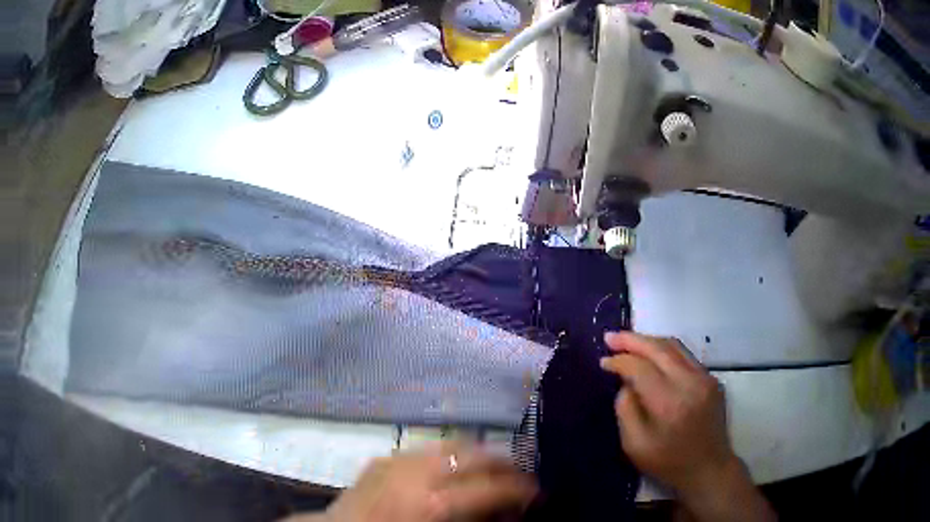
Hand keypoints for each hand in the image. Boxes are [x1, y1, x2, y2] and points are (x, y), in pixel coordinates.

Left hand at [297, 443, 536, 521]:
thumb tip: (507, 514)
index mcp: (433, 503)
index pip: (491, 489)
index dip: (520, 490)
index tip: (539, 493)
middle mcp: (416, 474)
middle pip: (475, 456)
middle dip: (505, 464)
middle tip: (522, 475)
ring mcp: (397, 460)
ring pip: (451, 445)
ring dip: (478, 455)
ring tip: (494, 468)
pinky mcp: (383, 458)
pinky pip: (425, 449)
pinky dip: (447, 454)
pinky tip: (454, 466)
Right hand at [600, 332, 775, 521]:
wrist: (708, 468)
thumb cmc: (667, 462)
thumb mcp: (634, 445)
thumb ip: (625, 410)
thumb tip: (625, 382)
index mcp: (669, 404)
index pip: (640, 368)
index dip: (620, 361)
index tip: (603, 361)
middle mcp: (690, 383)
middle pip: (659, 349)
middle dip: (632, 340)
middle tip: (610, 337)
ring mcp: (705, 378)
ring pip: (674, 347)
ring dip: (649, 341)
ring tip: (628, 341)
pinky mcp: (712, 379)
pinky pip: (685, 356)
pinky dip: (665, 351)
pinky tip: (652, 356)